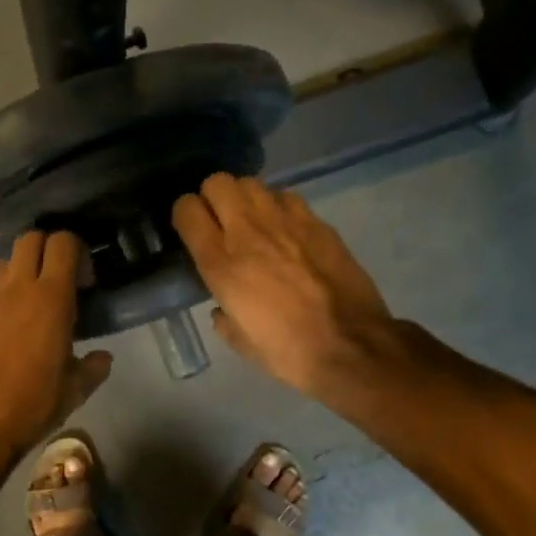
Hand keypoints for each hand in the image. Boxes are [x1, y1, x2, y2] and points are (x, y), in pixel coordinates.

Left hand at [0, 230, 112, 457]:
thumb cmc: (33, 405)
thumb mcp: (74, 391)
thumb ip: (93, 368)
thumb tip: (103, 358)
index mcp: (51, 299)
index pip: (62, 243)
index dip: (76, 249)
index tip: (85, 279)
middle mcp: (18, 290)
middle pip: (29, 238)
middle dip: (47, 247)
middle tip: (60, 277)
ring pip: (4, 262)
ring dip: (21, 269)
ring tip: (33, 300)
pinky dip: (4, 300)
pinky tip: (11, 331)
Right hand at [172, 174, 396, 397]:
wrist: (350, 346)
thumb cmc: (288, 352)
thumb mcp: (241, 342)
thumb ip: (224, 316)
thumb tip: (223, 307)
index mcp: (221, 263)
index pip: (187, 210)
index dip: (185, 215)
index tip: (191, 230)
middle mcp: (248, 231)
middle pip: (217, 182)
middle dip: (213, 197)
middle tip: (221, 221)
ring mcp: (285, 221)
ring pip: (251, 183)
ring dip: (246, 199)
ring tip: (253, 223)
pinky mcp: (317, 222)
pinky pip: (286, 197)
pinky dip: (278, 207)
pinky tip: (286, 231)